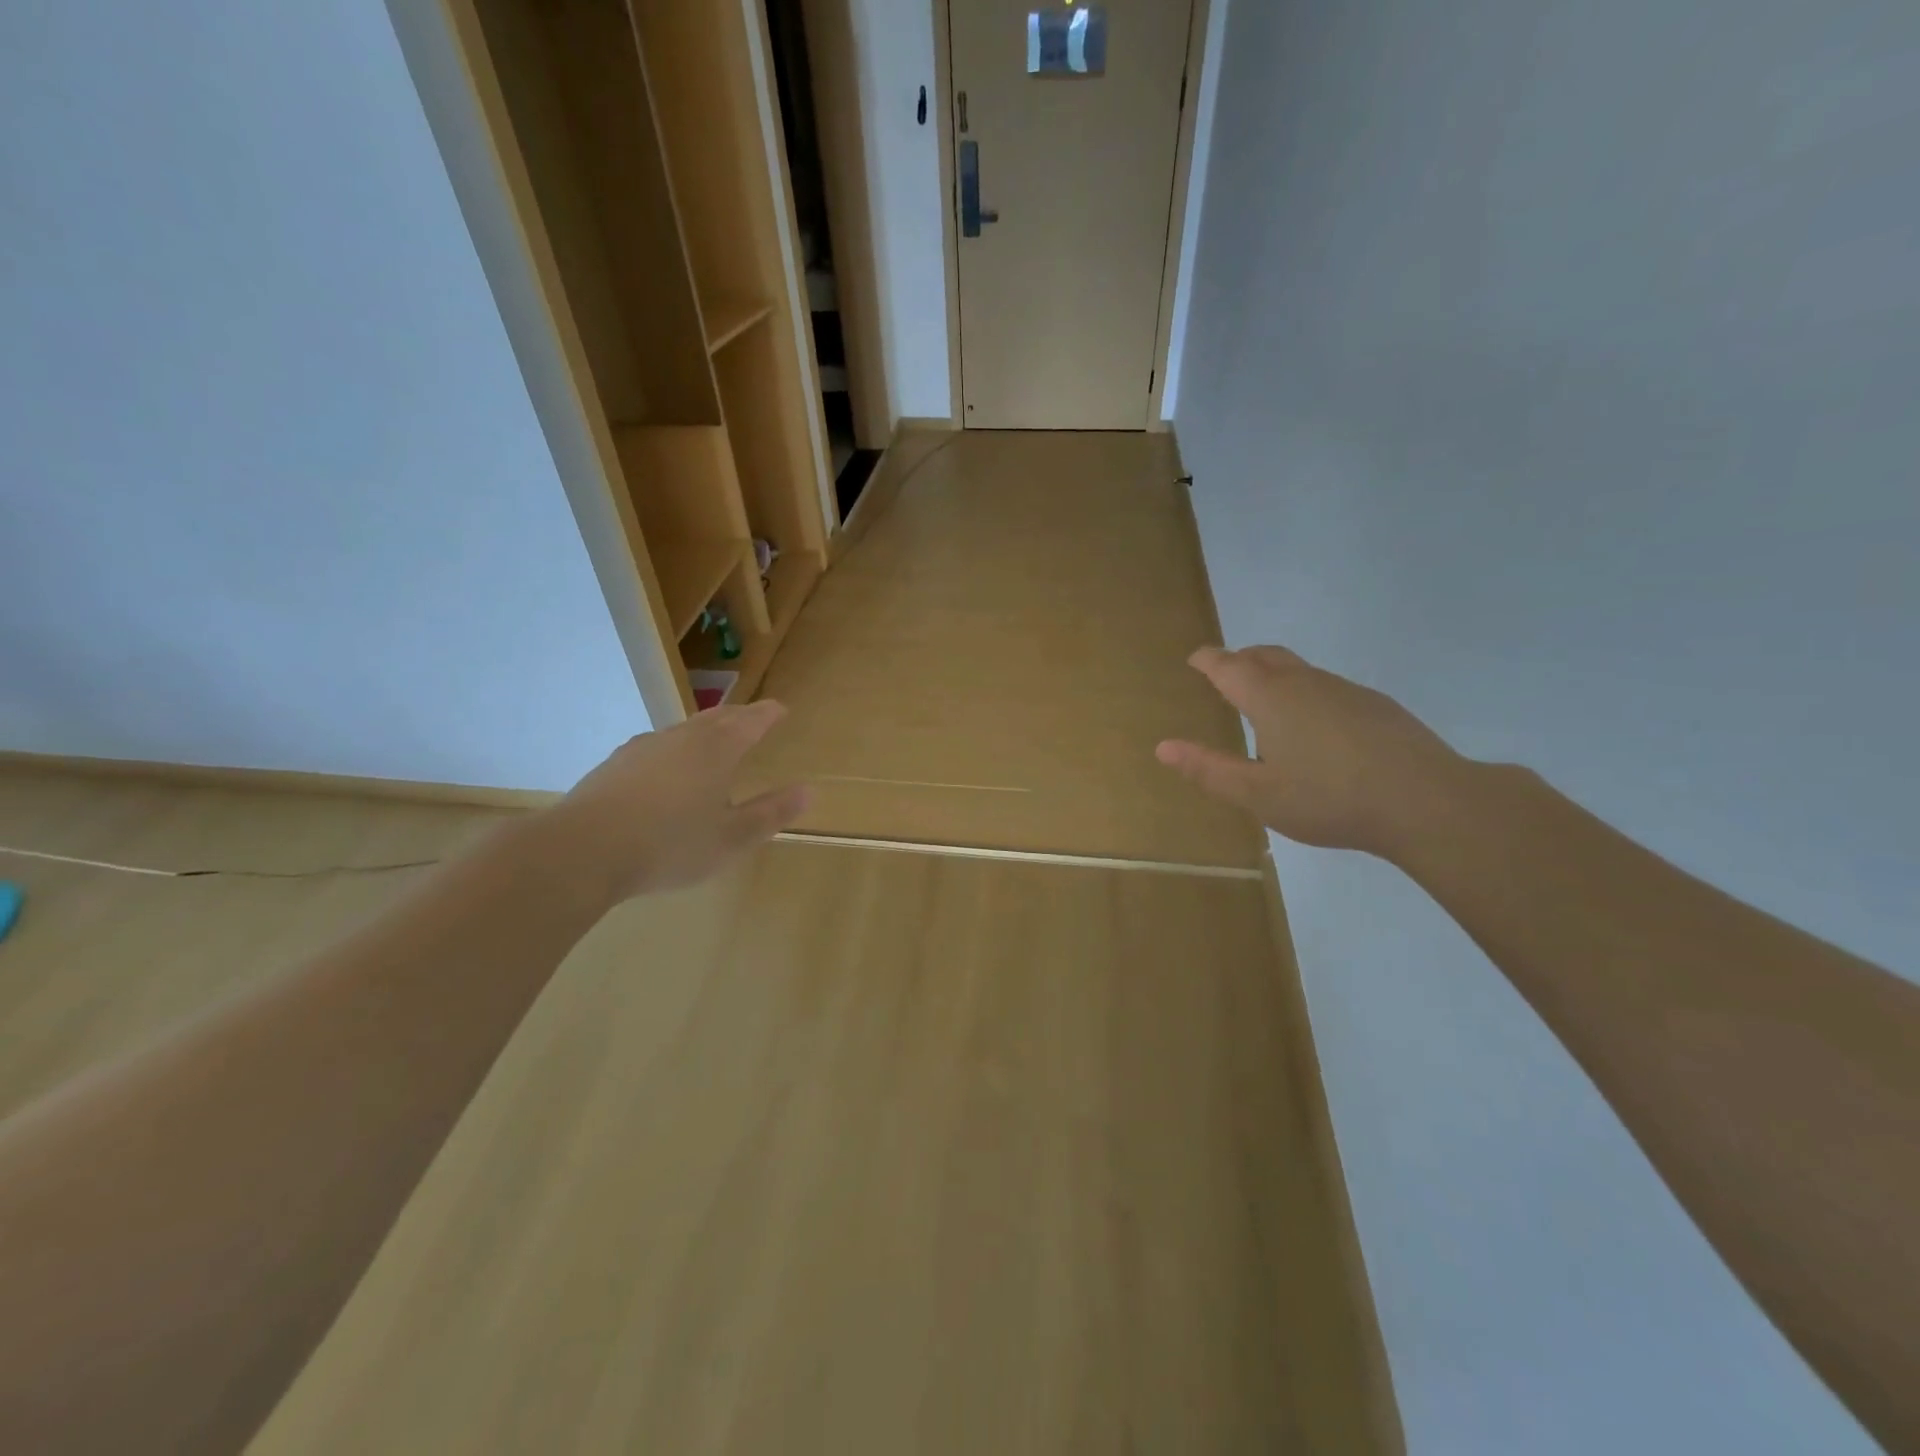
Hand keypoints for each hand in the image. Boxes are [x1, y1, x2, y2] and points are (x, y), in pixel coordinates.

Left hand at [545, 701, 809, 903]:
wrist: (583, 850)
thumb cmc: (670, 844)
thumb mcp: (732, 838)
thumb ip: (770, 813)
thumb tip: (807, 791)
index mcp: (716, 750)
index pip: (750, 721)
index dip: (768, 714)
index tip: (781, 709)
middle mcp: (681, 738)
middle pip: (716, 718)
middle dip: (739, 716)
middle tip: (753, 718)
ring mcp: (643, 748)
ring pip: (683, 731)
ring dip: (704, 731)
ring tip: (713, 742)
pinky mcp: (615, 765)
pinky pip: (656, 748)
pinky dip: (674, 751)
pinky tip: (667, 771)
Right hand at [1156, 645, 1465, 856]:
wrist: (1426, 802)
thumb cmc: (1329, 799)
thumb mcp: (1258, 795)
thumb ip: (1209, 770)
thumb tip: (1163, 747)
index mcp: (1270, 699)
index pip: (1229, 666)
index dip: (1208, 660)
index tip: (1195, 659)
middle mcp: (1305, 683)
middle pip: (1265, 656)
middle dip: (1240, 658)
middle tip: (1224, 672)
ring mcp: (1345, 691)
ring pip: (1299, 669)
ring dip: (1274, 674)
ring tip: (1265, 703)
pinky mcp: (1376, 705)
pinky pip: (1326, 687)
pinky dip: (1305, 693)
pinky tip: (1315, 729)